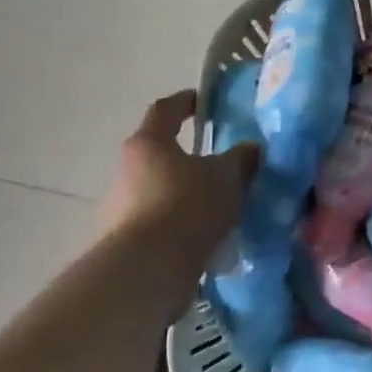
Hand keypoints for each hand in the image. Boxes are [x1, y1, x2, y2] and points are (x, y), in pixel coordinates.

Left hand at [99, 90, 258, 298]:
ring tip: (218, 206)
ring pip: (159, 191)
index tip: (203, 101)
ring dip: (184, 194)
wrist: (147, 270)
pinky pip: (159, 224)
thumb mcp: (227, 176)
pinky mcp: (125, 242)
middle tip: (219, 163)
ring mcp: (121, 209)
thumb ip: (241, 158)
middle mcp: (127, 171)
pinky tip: (206, 237)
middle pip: (159, 154)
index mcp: (149, 143)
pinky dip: (180, 226)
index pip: (165, 110)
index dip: (185, 102)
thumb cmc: (187, 205)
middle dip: (188, 157)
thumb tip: (249, 149)